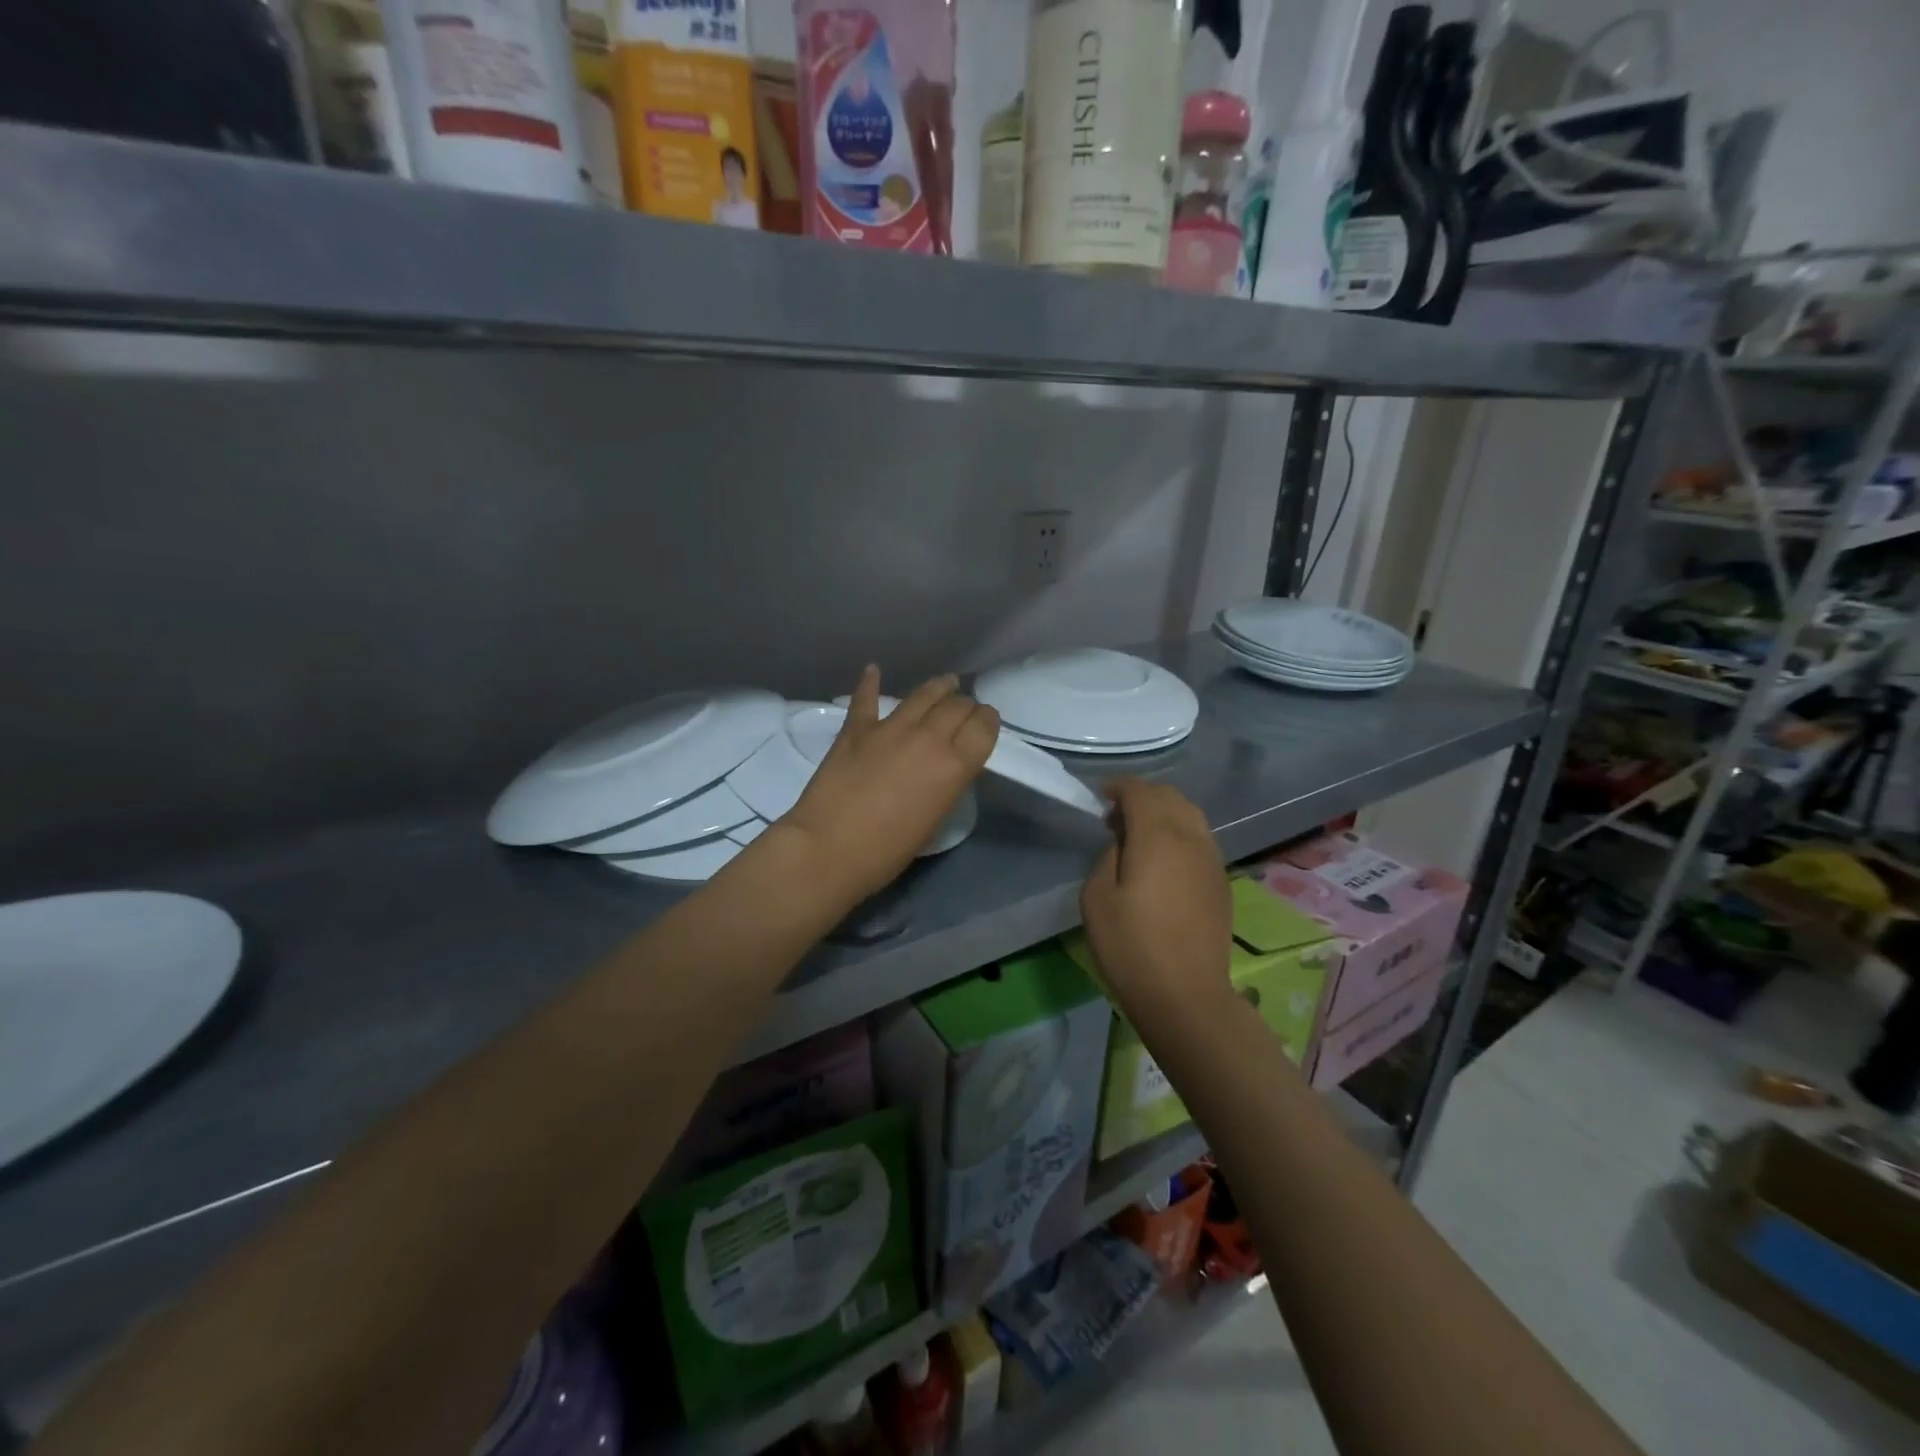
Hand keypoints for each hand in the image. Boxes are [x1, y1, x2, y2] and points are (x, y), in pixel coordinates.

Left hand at [780, 667, 998, 905]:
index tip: (987, 721)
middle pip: (957, 706)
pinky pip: (866, 698)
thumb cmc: (887, 851)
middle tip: (966, 711)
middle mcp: (927, 738)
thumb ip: (947, 785)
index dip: (988, 720)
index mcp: (954, 765)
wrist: (828, 849)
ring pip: (922, 695)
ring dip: (938, 687)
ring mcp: (889, 728)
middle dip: (966, 706)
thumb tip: (948, 767)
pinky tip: (873, 669)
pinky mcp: (855, 729)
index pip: (983, 727)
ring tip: (946, 682)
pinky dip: (870, 682)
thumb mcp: (935, 819)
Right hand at [1080, 779, 1232, 1024]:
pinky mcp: (1221, 881)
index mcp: (1158, 835)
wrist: (1186, 995)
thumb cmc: (1131, 946)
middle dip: (1142, 796)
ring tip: (1140, 837)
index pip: (1140, 790)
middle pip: (1170, 796)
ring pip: (1191, 815)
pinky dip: (1180, 833)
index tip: (1100, 797)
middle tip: (1116, 819)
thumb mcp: (1096, 897)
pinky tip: (1163, 860)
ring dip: (1164, 813)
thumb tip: (1123, 843)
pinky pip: (1200, 839)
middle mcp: (1191, 837)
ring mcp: (1212, 859)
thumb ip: (1108, 856)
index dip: (1118, 786)